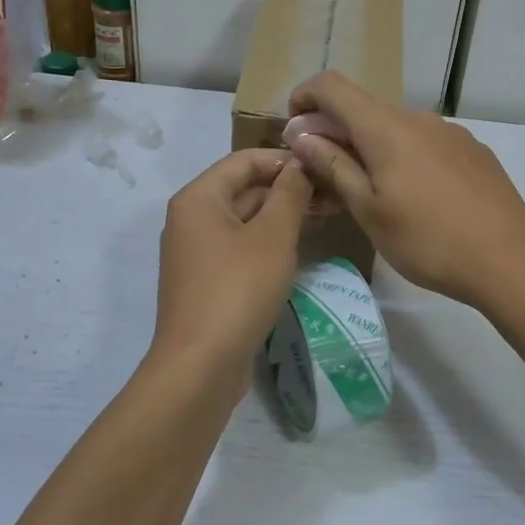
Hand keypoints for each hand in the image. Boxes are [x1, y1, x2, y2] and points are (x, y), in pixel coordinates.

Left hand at [150, 149, 312, 393]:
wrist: (200, 365)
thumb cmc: (238, 290)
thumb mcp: (273, 236)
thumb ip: (290, 195)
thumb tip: (300, 166)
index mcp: (199, 198)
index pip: (244, 160)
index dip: (284, 160)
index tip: (323, 168)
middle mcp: (191, 218)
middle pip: (243, 188)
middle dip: (287, 189)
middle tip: (333, 196)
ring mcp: (196, 252)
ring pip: (244, 219)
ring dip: (281, 215)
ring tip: (324, 217)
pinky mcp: (206, 280)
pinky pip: (239, 246)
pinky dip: (267, 241)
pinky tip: (297, 248)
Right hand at [284, 72, 524, 309]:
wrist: (510, 259)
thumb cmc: (428, 239)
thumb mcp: (368, 210)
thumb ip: (333, 166)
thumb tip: (302, 135)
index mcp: (386, 128)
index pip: (332, 86)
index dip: (304, 97)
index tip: (294, 131)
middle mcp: (418, 118)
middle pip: (364, 109)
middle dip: (335, 133)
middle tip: (325, 177)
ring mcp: (450, 132)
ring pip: (395, 128)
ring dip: (370, 148)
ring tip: (370, 194)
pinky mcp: (472, 150)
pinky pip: (425, 142)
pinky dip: (403, 157)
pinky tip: (415, 198)